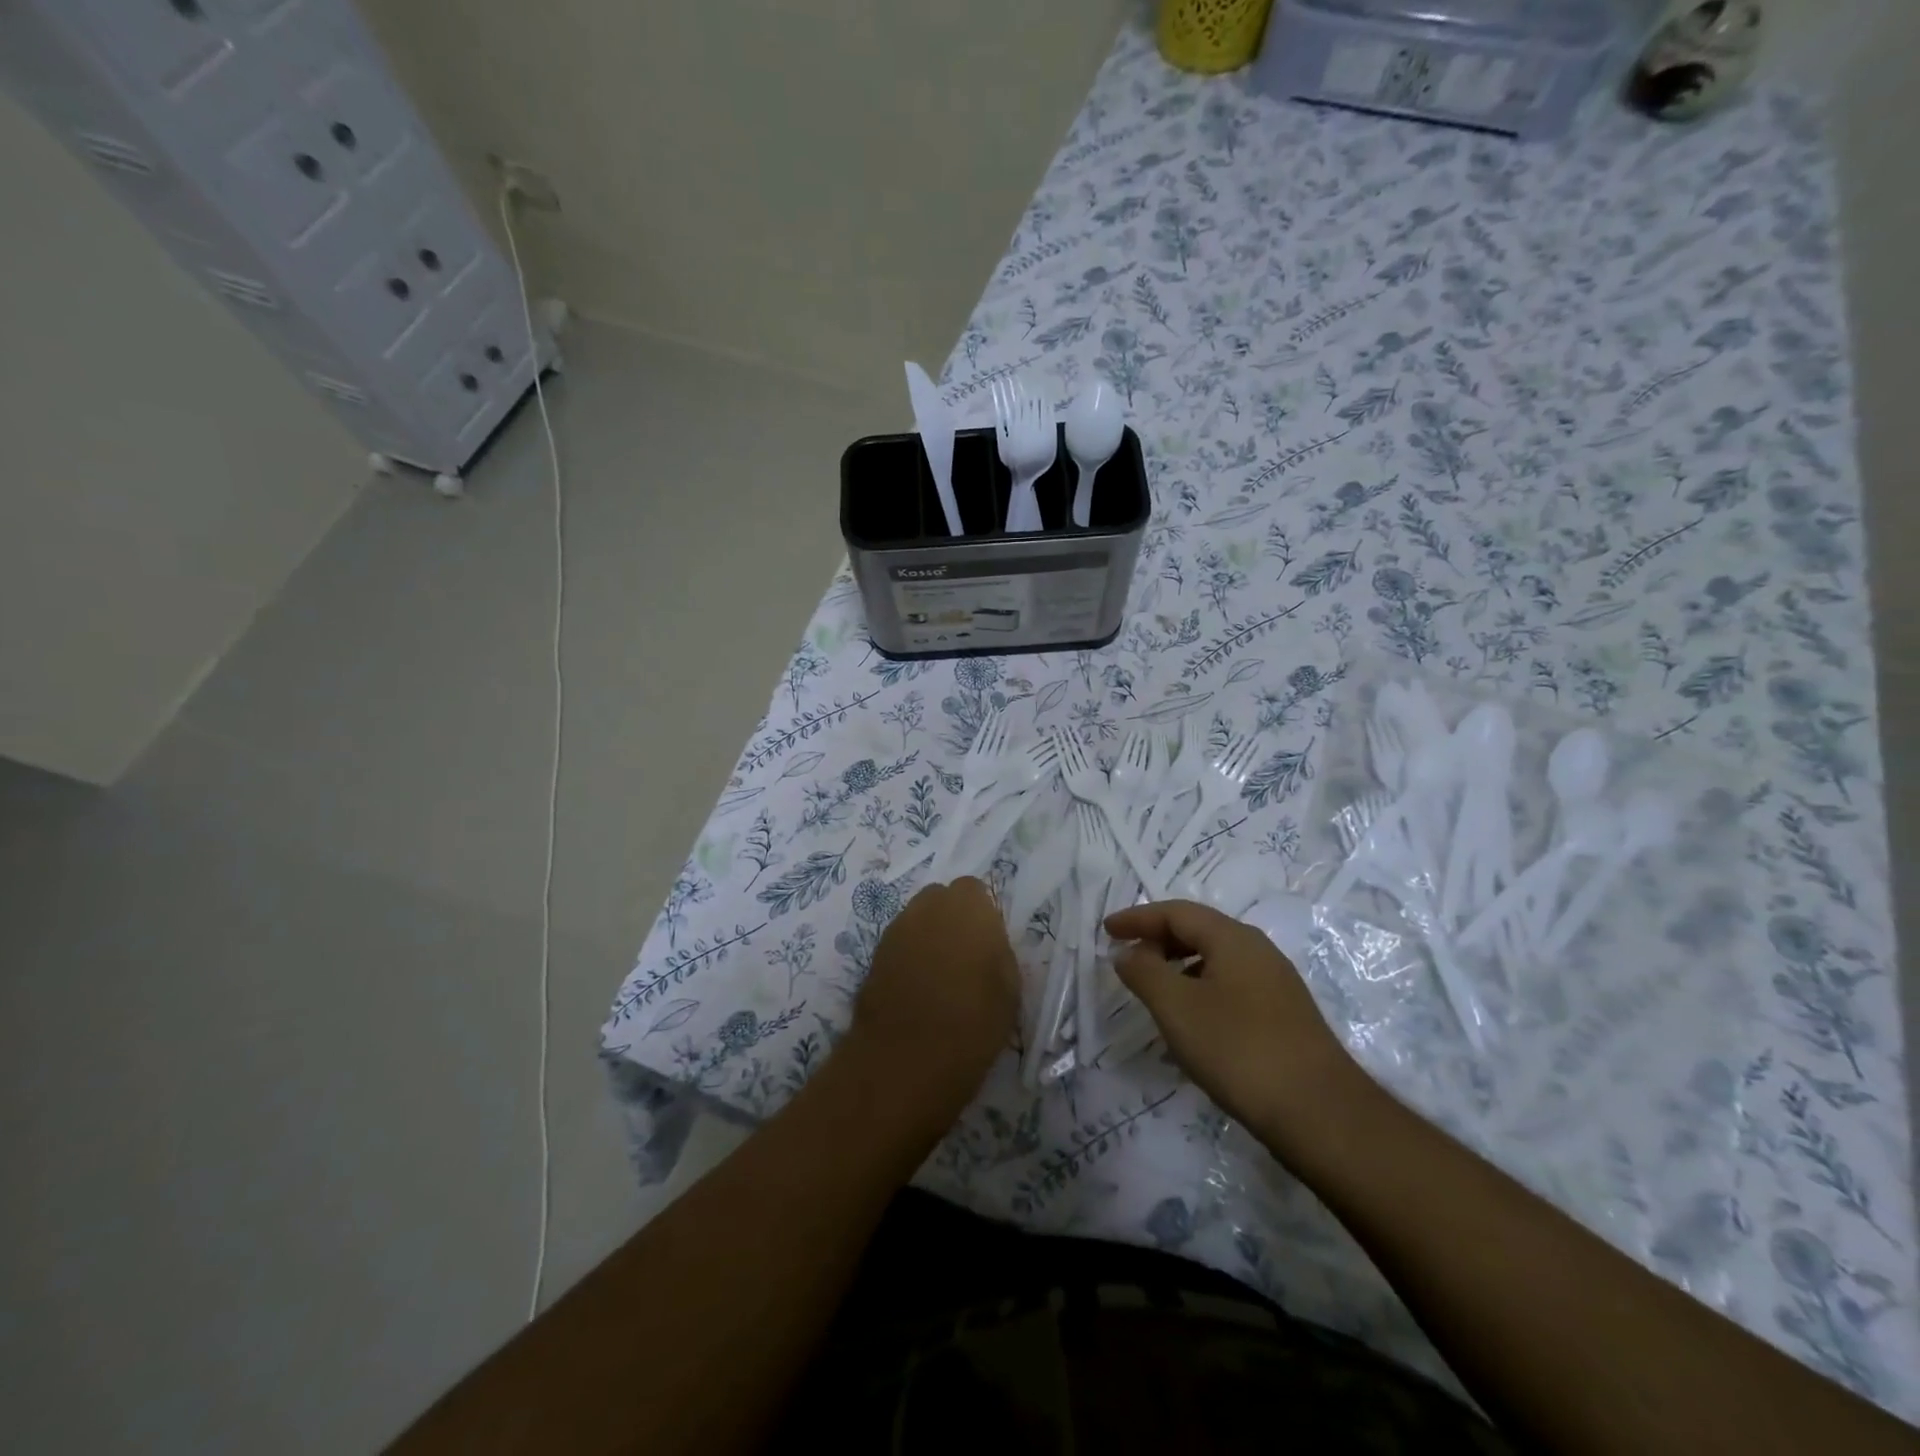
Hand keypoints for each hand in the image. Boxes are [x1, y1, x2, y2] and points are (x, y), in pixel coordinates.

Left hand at [850, 877, 1019, 1116]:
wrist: (906, 1058)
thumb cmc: (973, 1024)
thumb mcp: (1009, 990)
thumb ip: (998, 953)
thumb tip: (986, 945)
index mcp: (968, 907)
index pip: (975, 891)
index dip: (981, 916)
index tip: (987, 946)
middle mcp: (929, 905)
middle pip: (942, 899)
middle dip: (952, 919)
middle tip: (965, 958)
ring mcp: (897, 927)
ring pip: (918, 919)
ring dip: (929, 936)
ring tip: (939, 976)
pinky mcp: (875, 953)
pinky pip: (900, 943)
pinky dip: (909, 957)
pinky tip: (917, 989)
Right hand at [1105, 900, 1363, 1151]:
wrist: (1320, 1113)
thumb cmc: (1238, 1049)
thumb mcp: (1177, 1007)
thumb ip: (1144, 972)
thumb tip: (1128, 952)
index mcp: (1233, 938)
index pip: (1176, 912)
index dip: (1138, 918)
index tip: (1106, 931)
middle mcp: (1258, 951)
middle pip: (1199, 930)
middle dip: (1158, 939)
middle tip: (1127, 958)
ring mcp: (1276, 984)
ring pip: (1216, 960)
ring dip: (1178, 966)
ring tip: (1153, 990)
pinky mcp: (1284, 1016)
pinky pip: (1230, 985)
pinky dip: (1200, 988)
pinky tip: (1191, 1021)